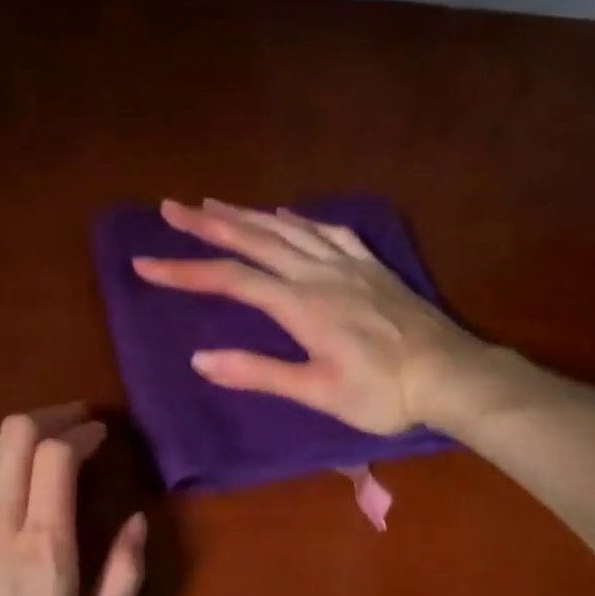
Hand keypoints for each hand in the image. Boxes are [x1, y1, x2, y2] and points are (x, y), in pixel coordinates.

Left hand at [0, 405, 145, 595]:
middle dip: (49, 418)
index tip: (101, 435)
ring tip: (40, 451)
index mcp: (44, 547)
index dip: (81, 432)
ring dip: (15, 441)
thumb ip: (122, 579)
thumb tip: (139, 521)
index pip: (57, 454)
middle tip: (74, 426)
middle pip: (15, 437)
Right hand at [131, 199, 499, 434]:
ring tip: (214, 202)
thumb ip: (258, 372)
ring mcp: (347, 264)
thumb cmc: (382, 393)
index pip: (230, 279)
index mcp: (300, 304)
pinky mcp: (371, 266)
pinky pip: (329, 231)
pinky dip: (299, 219)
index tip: (144, 263)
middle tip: (170, 207)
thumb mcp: (316, 391)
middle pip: (254, 239)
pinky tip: (286, 214)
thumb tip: (200, 358)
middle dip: (208, 223)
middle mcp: (318, 273)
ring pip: (288, 228)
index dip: (184, 271)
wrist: (450, 376)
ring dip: (247, 213)